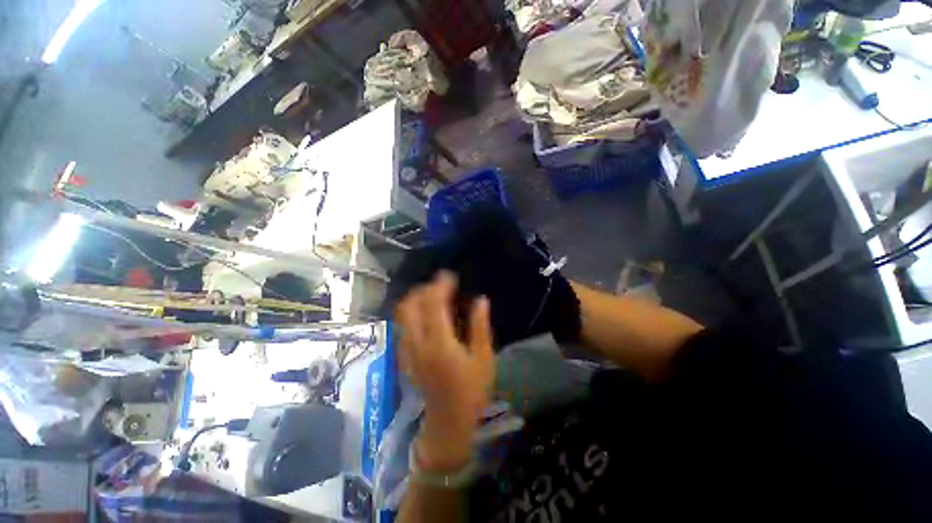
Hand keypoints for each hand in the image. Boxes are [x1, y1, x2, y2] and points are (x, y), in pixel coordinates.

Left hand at [395, 271, 493, 470]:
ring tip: (430, 294)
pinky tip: (422, 313)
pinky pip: (402, 326)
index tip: (449, 275)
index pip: (434, 304)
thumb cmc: (471, 391)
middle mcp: (419, 343)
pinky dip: (410, 312)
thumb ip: (480, 326)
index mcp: (440, 343)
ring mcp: (408, 350)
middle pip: (411, 306)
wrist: (448, 422)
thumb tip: (481, 299)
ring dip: (415, 299)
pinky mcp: (405, 357)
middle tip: (440, 284)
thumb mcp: (483, 358)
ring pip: (402, 315)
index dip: (441, 285)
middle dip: (424, 289)